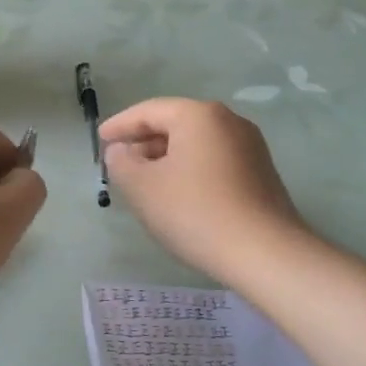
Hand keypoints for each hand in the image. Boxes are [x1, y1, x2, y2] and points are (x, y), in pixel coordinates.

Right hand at [102, 98, 309, 286]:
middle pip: (175, 123)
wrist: (266, 254)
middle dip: (143, 142)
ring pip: (195, 143)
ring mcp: (250, 146)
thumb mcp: (142, 188)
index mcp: (199, 115)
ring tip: (144, 181)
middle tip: (119, 162)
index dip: (120, 125)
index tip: (100, 140)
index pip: (149, 110)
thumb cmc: (195, 212)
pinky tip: (178, 194)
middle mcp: (228, 121)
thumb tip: (121, 151)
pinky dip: (189, 169)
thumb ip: (121, 163)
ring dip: (166, 158)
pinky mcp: (261, 172)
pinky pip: (214, 160)